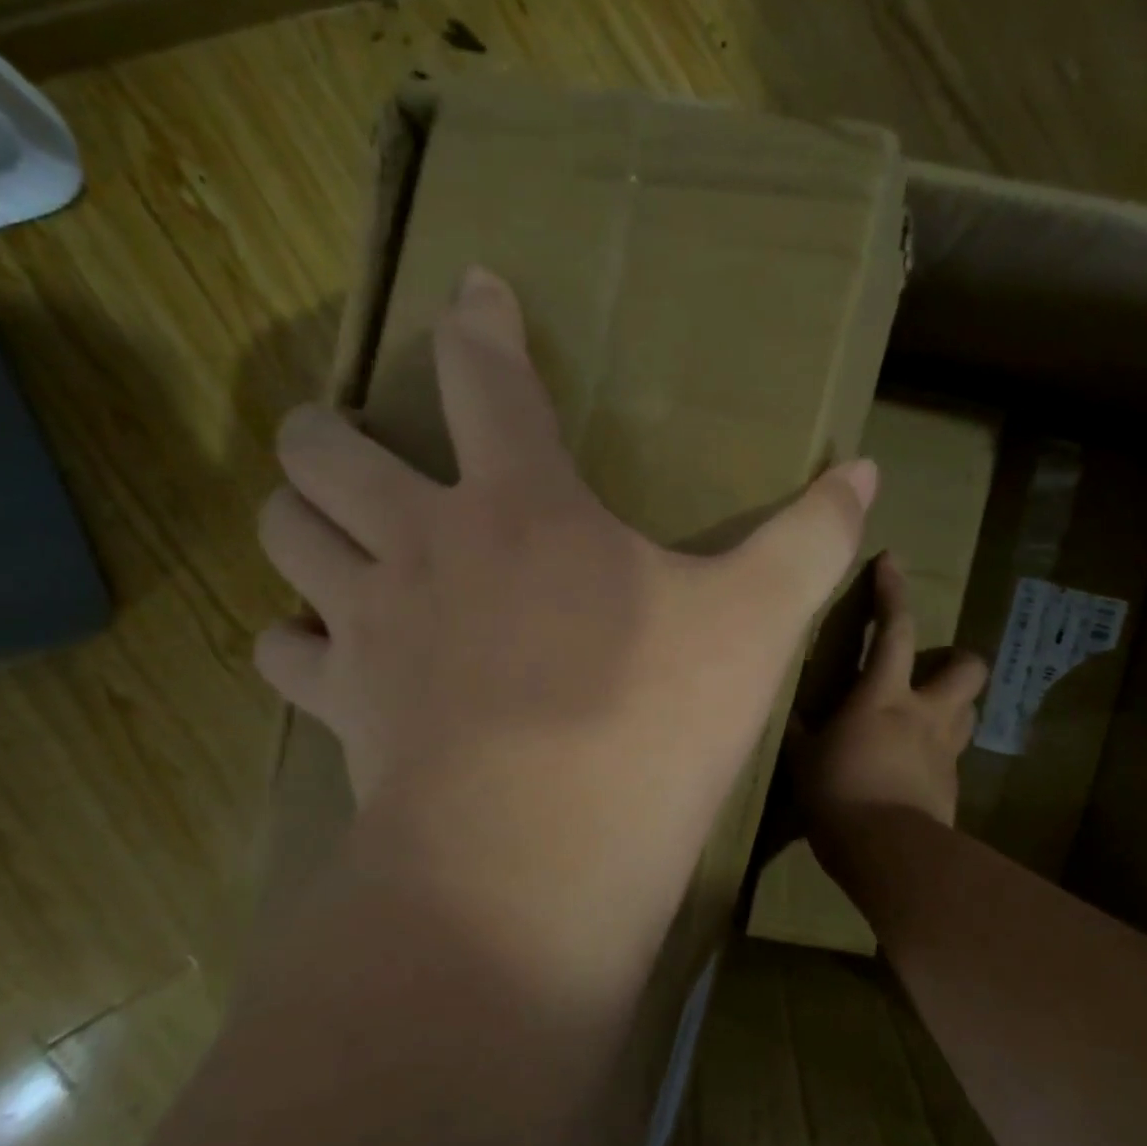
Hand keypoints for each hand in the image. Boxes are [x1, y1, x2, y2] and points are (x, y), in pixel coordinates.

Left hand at [253, 267, 876, 960]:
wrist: (541, 856)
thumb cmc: (652, 724)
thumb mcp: (756, 626)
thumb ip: (810, 541)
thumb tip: (865, 472)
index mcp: (522, 507)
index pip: (484, 378)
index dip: (477, 322)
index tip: (471, 289)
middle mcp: (424, 545)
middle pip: (327, 450)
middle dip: (327, 428)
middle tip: (349, 437)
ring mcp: (369, 624)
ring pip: (283, 532)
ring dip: (294, 514)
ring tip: (321, 521)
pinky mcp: (343, 704)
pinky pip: (281, 652)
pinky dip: (292, 640)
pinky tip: (318, 646)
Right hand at [791, 553, 987, 870]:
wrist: (887, 852)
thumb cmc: (837, 793)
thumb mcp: (804, 757)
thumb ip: (803, 730)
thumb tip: (794, 714)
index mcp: (882, 696)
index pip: (892, 630)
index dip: (891, 592)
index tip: (892, 560)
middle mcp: (924, 713)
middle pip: (966, 668)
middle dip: (958, 657)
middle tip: (934, 666)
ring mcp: (945, 750)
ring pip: (970, 710)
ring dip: (953, 704)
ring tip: (926, 715)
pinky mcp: (953, 785)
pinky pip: (953, 755)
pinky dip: (938, 751)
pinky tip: (915, 768)